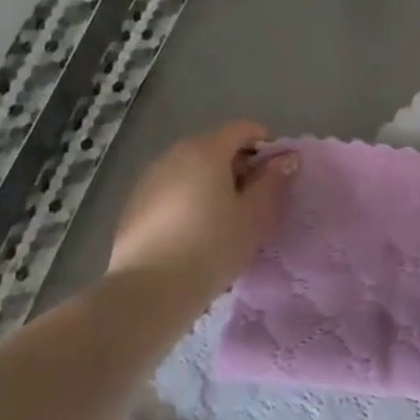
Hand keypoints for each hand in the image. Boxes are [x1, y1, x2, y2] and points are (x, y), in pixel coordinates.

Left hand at [109, 121, 297, 306]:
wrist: (149, 290)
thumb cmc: (212, 246)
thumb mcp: (254, 216)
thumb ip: (272, 182)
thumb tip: (286, 158)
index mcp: (206, 150)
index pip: (243, 129)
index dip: (266, 144)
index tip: (277, 173)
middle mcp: (174, 154)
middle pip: (214, 146)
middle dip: (239, 165)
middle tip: (254, 200)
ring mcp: (149, 178)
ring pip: (191, 169)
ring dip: (212, 182)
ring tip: (224, 218)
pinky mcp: (133, 204)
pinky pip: (172, 189)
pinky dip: (189, 198)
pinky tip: (194, 232)